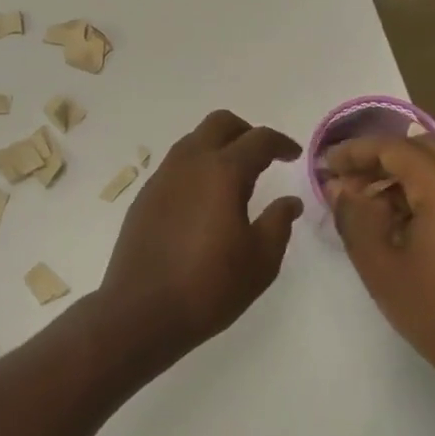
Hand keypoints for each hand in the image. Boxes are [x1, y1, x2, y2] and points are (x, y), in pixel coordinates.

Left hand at [98, 111, 303, 362]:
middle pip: (219, 123)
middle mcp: (188, 164)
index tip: (293, 155)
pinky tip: (204, 200)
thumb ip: (279, 223)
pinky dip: (196, 168)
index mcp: (222, 172)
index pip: (258, 140)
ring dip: (218, 147)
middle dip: (246, 131)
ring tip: (235, 179)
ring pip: (193, 141)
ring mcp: (161, 178)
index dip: (281, 143)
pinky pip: (175, 166)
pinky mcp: (144, 197)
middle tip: (263, 156)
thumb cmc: (209, 287)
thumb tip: (289, 201)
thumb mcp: (260, 261)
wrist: (141, 311)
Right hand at [324, 136, 434, 393]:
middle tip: (349, 181)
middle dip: (383, 158)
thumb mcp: (380, 265)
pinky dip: (431, 192)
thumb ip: (354, 217)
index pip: (395, 148)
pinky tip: (408, 225)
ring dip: (408, 175)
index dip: (356, 151)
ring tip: (372, 204)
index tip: (326, 165)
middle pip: (425, 149)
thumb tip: (339, 187)